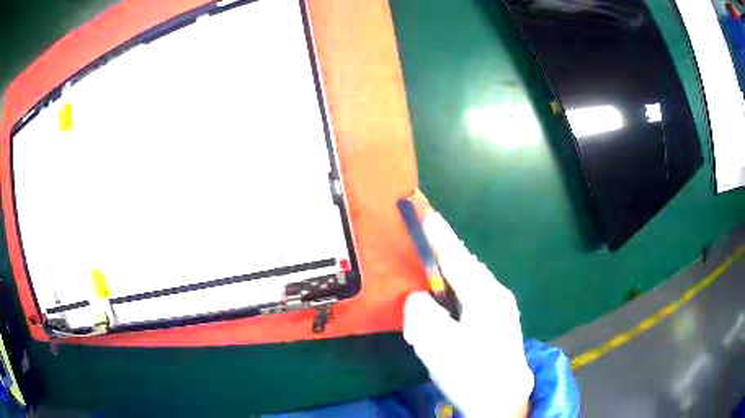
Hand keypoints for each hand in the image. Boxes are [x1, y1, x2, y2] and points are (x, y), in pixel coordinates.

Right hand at [403, 212, 533, 416]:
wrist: (502, 400)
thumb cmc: (472, 373)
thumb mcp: (439, 345)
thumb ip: (422, 314)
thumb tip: (418, 299)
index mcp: (484, 295)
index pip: (457, 258)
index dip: (439, 236)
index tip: (426, 214)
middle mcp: (497, 295)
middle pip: (467, 266)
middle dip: (446, 252)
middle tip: (424, 241)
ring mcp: (501, 310)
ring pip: (471, 282)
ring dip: (451, 273)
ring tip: (432, 270)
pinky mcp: (499, 323)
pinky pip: (473, 296)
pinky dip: (457, 291)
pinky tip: (449, 302)